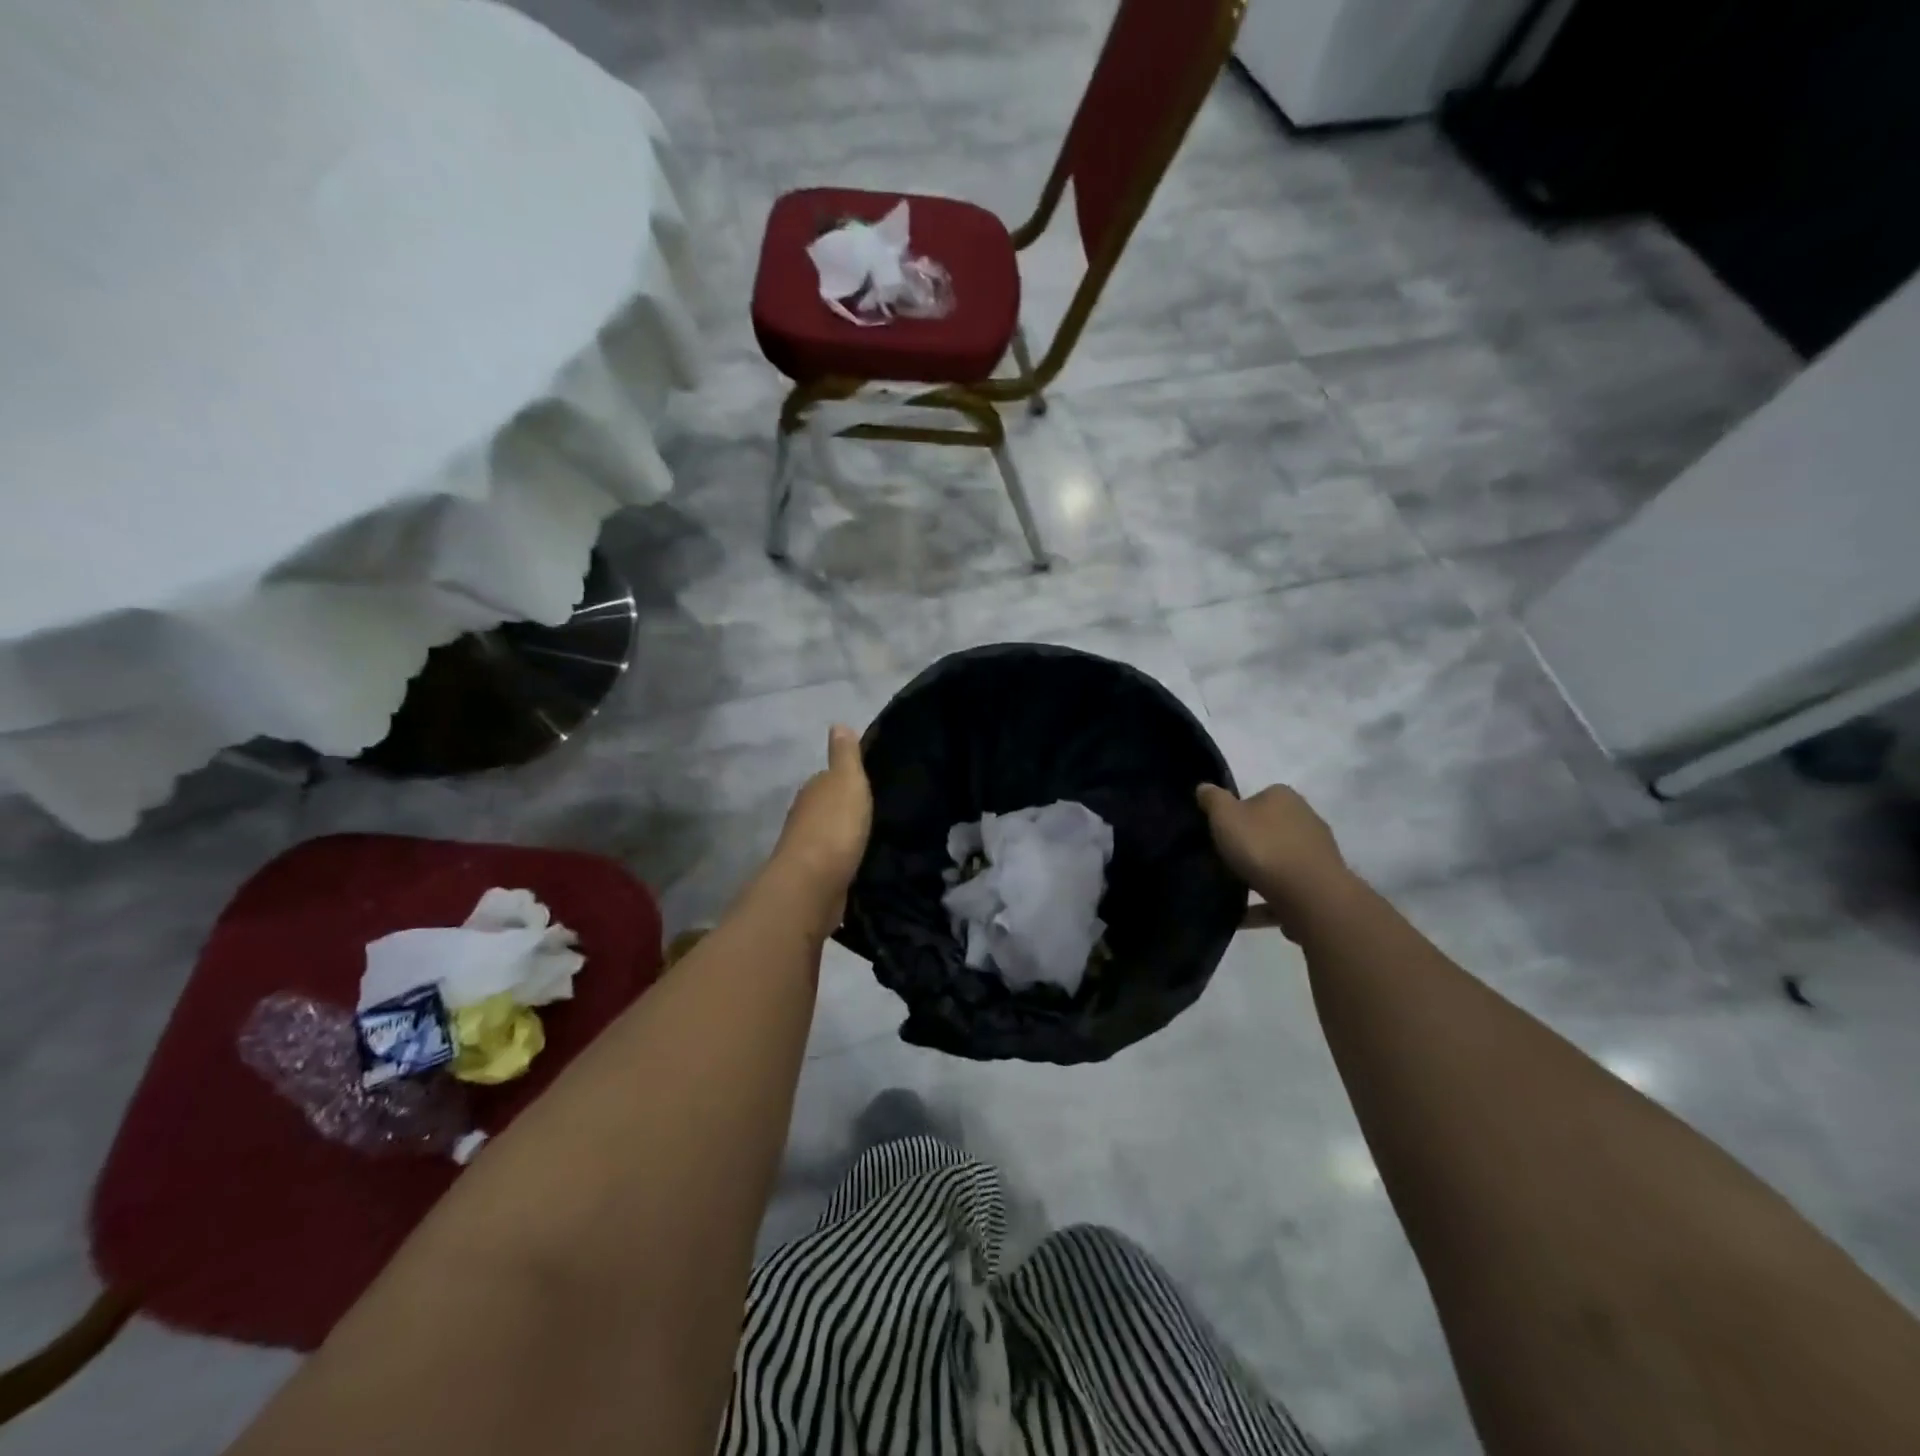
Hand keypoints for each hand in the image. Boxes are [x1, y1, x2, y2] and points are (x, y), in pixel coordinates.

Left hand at [770, 725, 872, 927]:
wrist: (813, 884)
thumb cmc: (834, 826)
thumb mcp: (847, 781)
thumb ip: (845, 755)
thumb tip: (838, 724)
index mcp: (813, 790)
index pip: (828, 778)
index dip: (845, 779)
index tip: (866, 784)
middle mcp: (804, 816)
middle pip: (826, 807)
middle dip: (844, 809)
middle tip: (873, 811)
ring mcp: (806, 848)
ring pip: (828, 834)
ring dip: (843, 835)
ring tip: (869, 837)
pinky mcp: (814, 876)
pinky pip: (832, 861)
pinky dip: (842, 858)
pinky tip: (858, 861)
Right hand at [1196, 782, 1352, 936]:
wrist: (1311, 896)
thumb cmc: (1263, 847)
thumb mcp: (1225, 816)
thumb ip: (1213, 800)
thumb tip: (1204, 787)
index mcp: (1283, 797)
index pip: (1256, 798)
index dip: (1236, 813)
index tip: (1220, 832)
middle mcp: (1306, 819)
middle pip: (1270, 829)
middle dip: (1250, 844)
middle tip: (1226, 859)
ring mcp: (1317, 853)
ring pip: (1280, 861)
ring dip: (1260, 875)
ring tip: (1233, 892)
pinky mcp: (1322, 885)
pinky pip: (1286, 891)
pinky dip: (1267, 902)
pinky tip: (1245, 916)